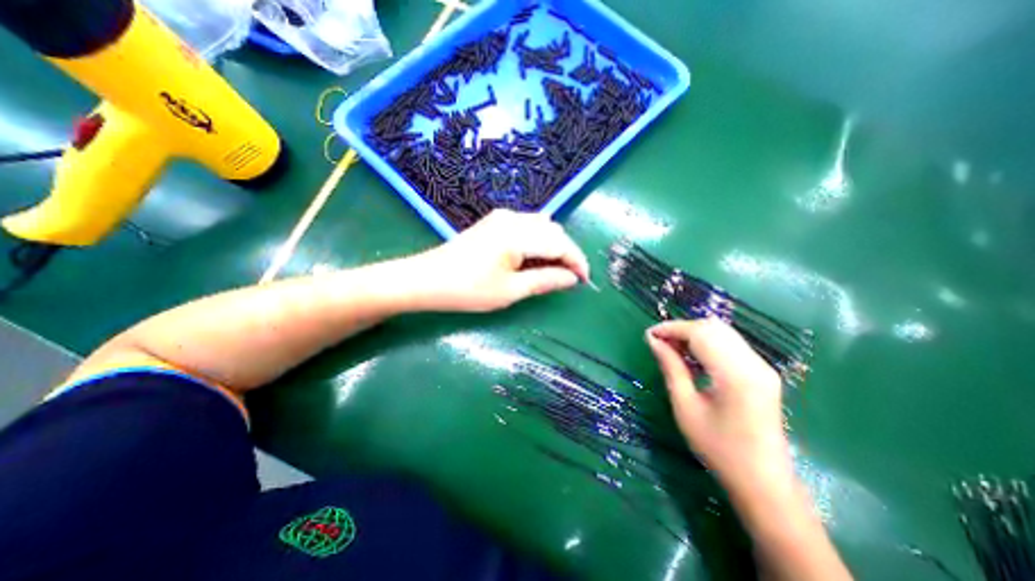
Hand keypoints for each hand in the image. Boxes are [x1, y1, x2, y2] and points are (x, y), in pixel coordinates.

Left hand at [412, 211, 590, 312]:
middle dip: (567, 254)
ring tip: (553, 271)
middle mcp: (513, 218)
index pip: (560, 244)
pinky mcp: (494, 221)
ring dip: (553, 247)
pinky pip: (528, 227)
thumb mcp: (510, 291)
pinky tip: (534, 258)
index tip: (585, 281)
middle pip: (554, 232)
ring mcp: (502, 217)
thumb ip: (545, 281)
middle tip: (569, 279)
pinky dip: (538, 242)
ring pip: (542, 227)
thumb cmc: (468, 289)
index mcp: (517, 234)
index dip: (577, 262)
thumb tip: (572, 278)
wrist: (427, 279)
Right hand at [645, 319, 794, 492]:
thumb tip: (653, 340)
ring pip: (722, 332)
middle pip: (713, 327)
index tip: (649, 335)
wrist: (764, 483)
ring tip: (672, 348)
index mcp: (736, 375)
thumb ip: (671, 368)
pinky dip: (707, 343)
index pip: (700, 334)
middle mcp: (754, 364)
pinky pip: (730, 344)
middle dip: (682, 329)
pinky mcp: (762, 372)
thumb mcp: (686, 408)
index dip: (672, 329)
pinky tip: (692, 357)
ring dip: (694, 334)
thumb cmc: (719, 449)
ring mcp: (762, 367)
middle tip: (659, 342)